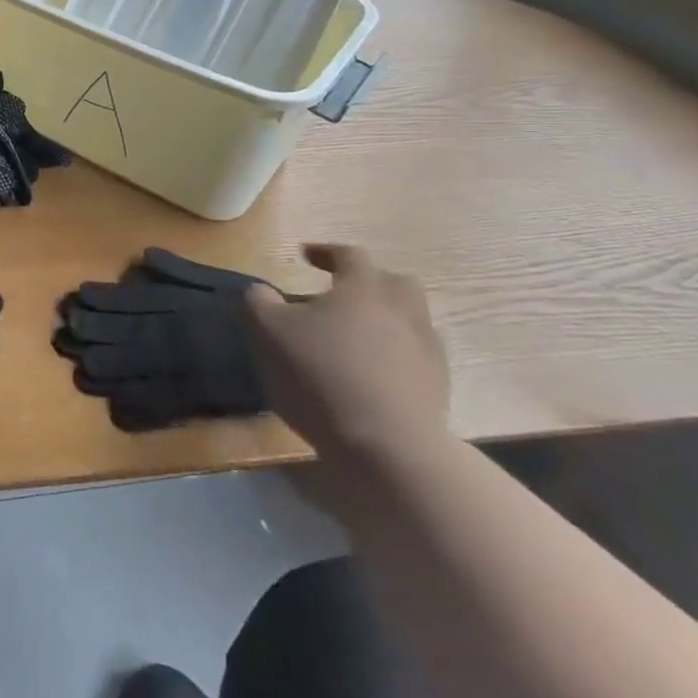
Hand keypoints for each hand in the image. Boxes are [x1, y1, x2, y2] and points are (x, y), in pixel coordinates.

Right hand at [245, 245, 449, 463]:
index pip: (349, 254)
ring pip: (409, 319)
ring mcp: (427, 349)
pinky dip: (394, 353)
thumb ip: (259, 301)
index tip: (304, 255)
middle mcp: (403, 310)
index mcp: (363, 288)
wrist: (387, 446)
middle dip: (367, 281)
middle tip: (339, 293)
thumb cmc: (320, 374)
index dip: (325, 251)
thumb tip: (261, 291)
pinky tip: (371, 370)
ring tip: (353, 335)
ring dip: (383, 319)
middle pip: (393, 281)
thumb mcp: (268, 330)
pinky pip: (415, 354)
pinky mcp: (438, 386)